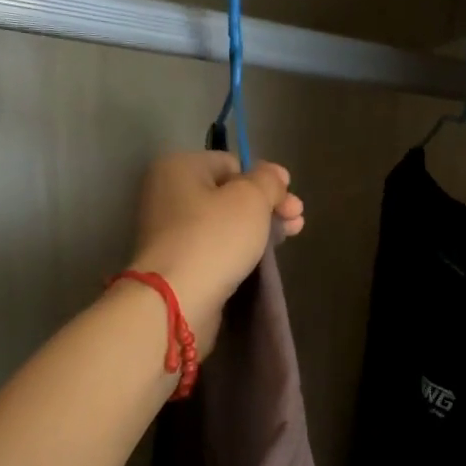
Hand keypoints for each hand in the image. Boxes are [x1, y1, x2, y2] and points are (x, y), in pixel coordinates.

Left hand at [129, 151, 305, 351]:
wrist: (176, 300)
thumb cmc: (214, 238)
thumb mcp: (251, 198)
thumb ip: (268, 181)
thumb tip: (274, 175)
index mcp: (179, 167)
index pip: (232, 164)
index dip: (265, 180)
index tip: (290, 199)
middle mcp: (168, 194)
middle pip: (229, 194)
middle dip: (266, 206)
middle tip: (297, 221)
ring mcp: (170, 231)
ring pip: (224, 223)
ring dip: (257, 228)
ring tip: (287, 238)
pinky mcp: (178, 262)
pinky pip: (215, 247)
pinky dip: (237, 250)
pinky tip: (261, 257)